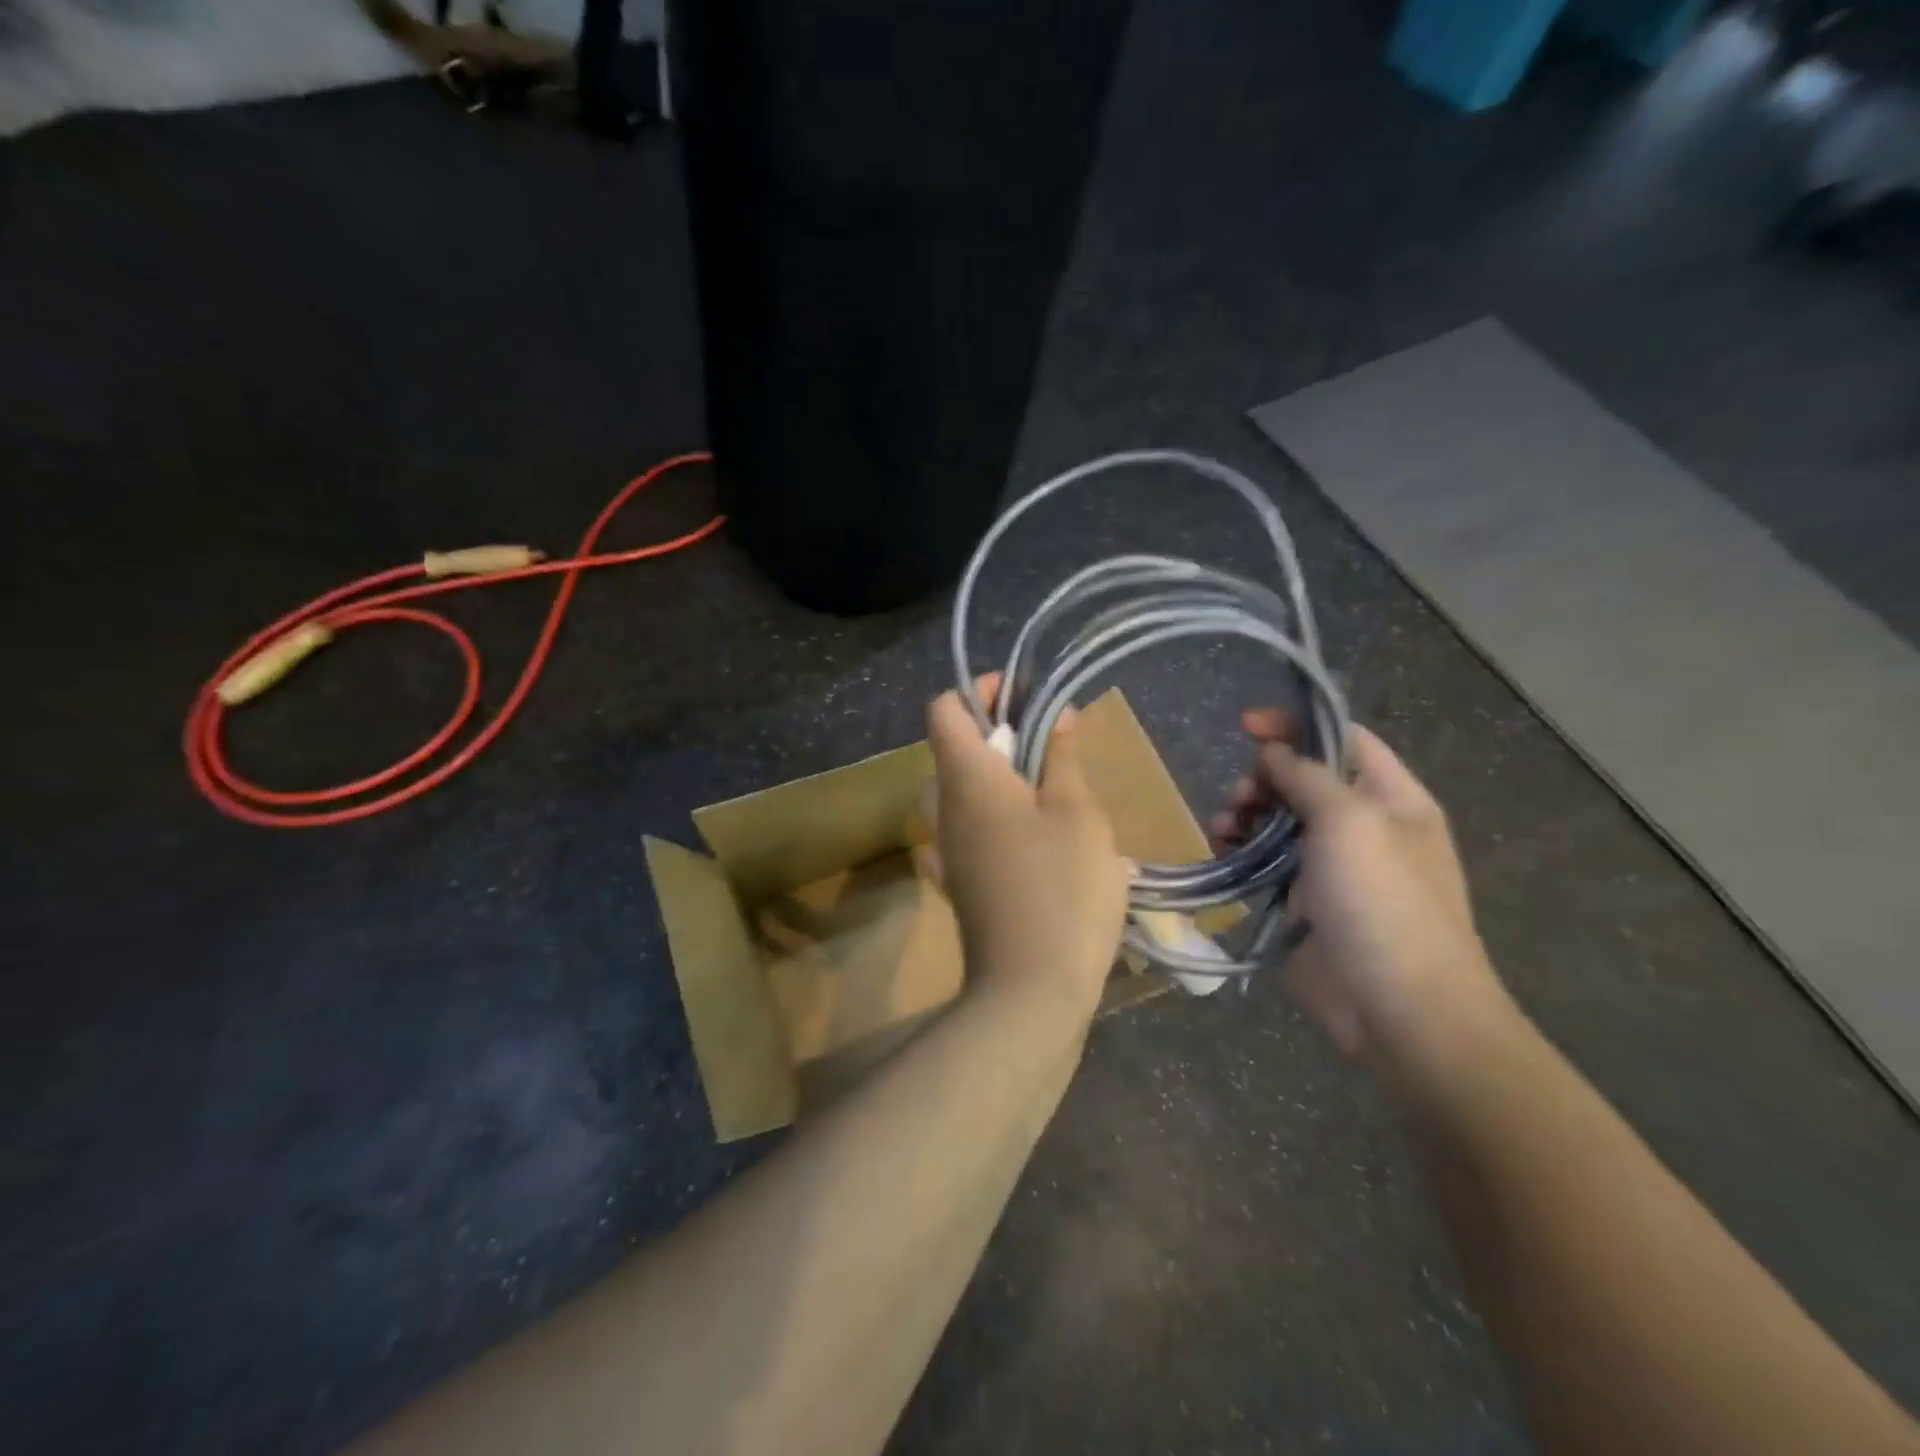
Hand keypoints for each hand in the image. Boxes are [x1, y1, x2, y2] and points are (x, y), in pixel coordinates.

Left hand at [925, 678, 1132, 1026]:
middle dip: (999, 733)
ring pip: (963, 791)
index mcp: (968, 779)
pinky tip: (1033, 838)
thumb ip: (1062, 758)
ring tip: (1053, 790)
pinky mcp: (958, 881)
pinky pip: (968, 830)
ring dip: (1001, 777)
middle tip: (1052, 745)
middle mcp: (944, 808)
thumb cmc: (1062, 889)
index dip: (979, 691)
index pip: (944, 709)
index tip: (1024, 696)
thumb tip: (1056, 714)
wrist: (1030, 990)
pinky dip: (995, 818)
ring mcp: (947, 848)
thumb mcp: (1077, 814)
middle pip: (955, 748)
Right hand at [1211, 710, 1511, 1076]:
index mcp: (1391, 800)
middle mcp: (1362, 827)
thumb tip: (1274, 752)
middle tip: (1241, 796)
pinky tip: (1222, 850)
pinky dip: (1240, 850)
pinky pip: (1264, 862)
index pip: (1343, 740)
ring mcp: (1330, 867)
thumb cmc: (1384, 904)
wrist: (1400, 1011)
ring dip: (1245, 813)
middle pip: (1303, 780)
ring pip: (1277, 820)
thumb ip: (1307, 776)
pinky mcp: (1302, 902)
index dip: (1297, 726)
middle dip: (1263, 778)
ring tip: (1223, 825)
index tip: (1247, 726)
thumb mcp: (1350, 822)